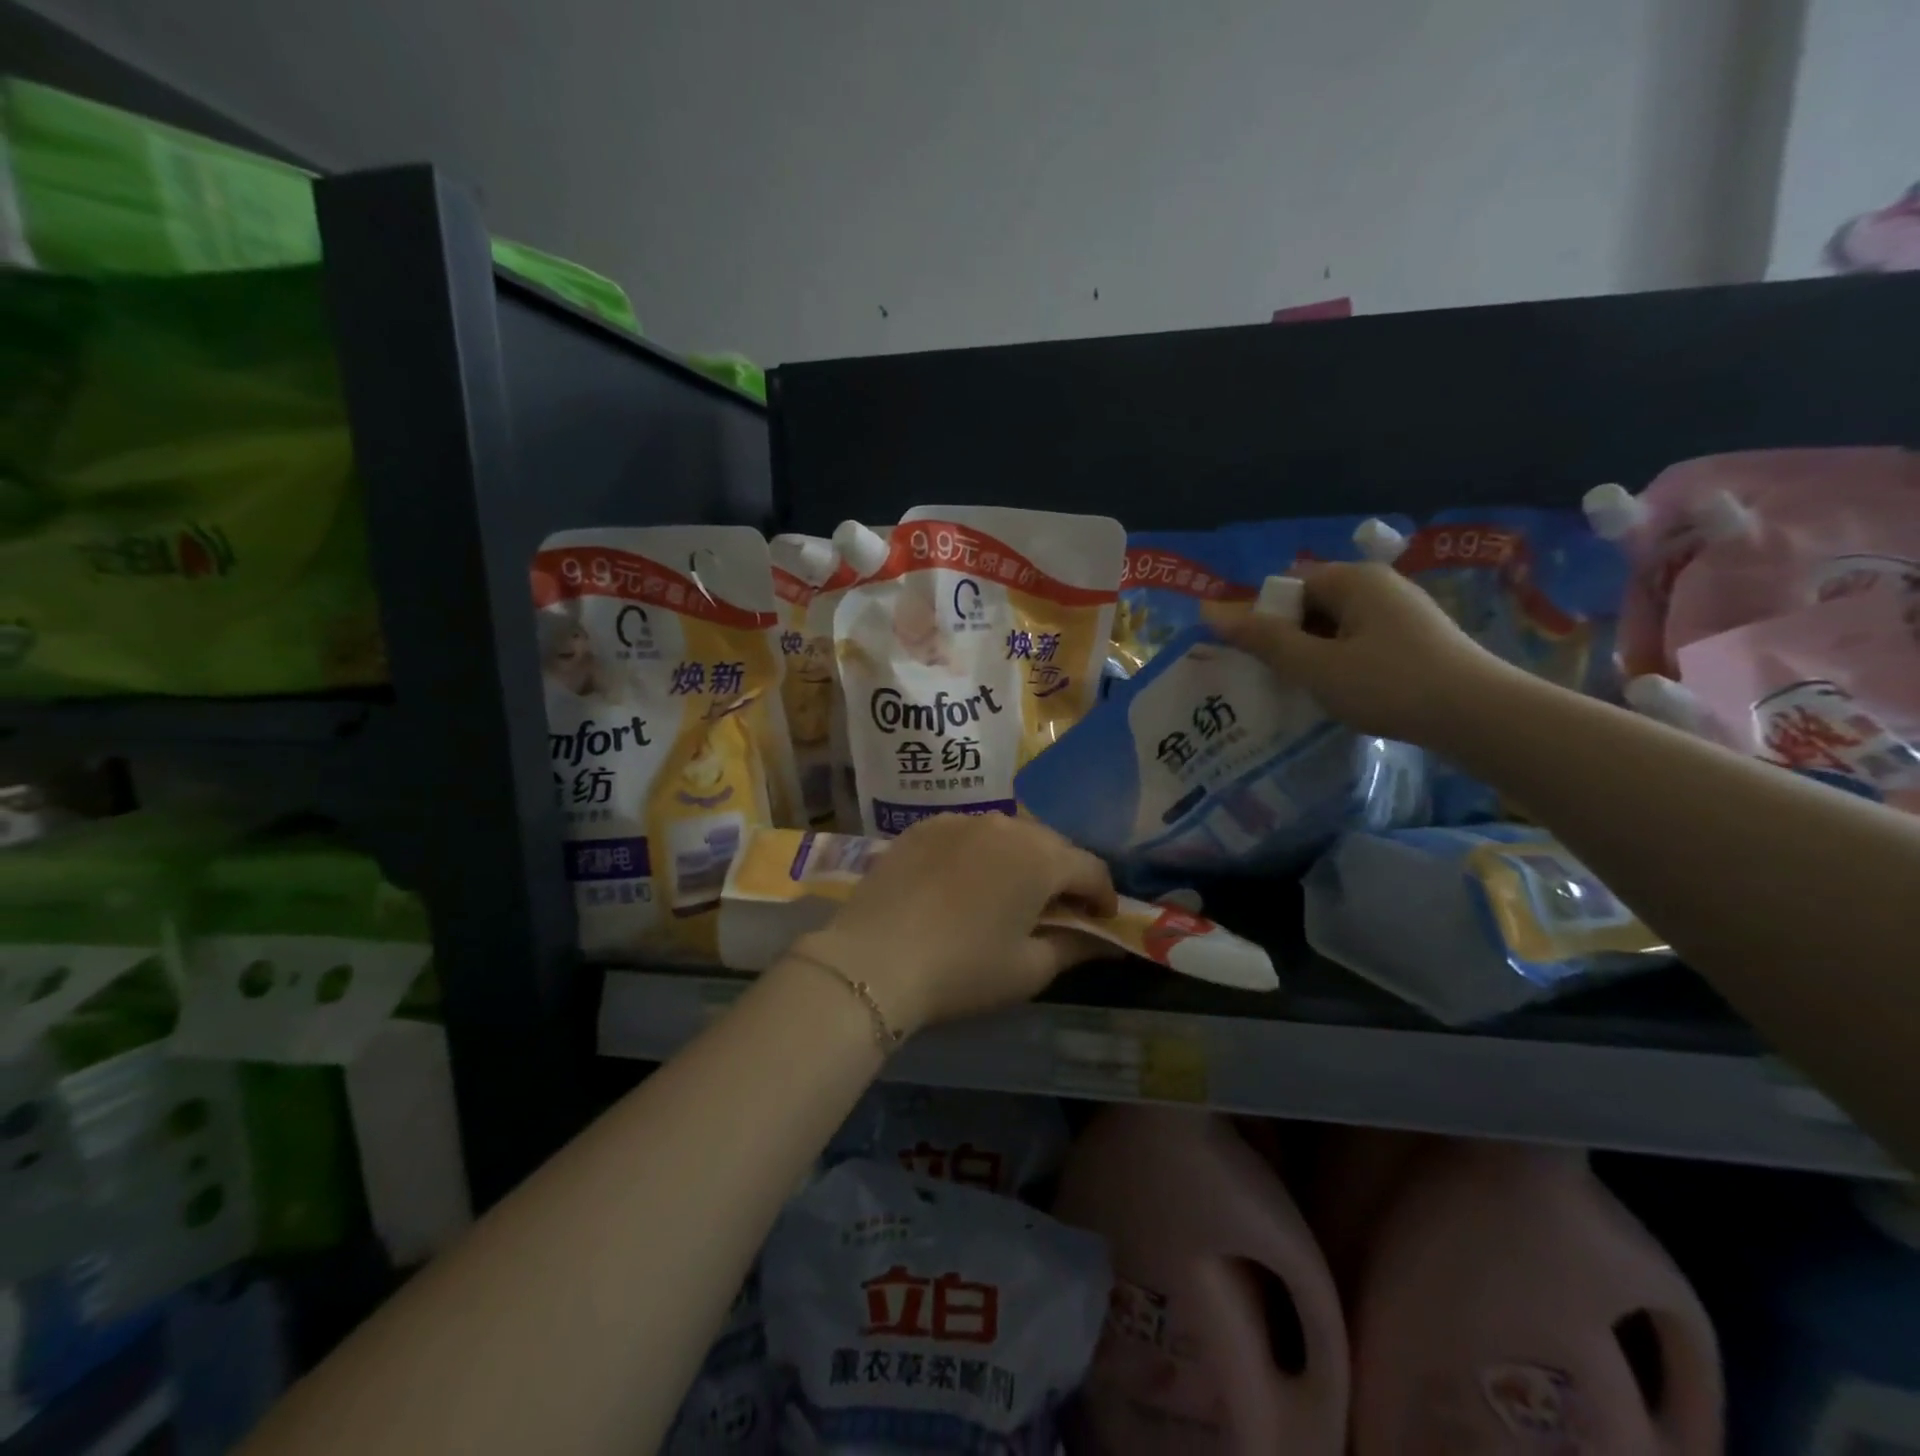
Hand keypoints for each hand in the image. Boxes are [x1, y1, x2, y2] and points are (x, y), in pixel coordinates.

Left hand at [794, 814, 1116, 1036]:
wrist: (874, 960)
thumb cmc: (963, 969)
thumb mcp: (1028, 969)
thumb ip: (1074, 947)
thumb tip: (1105, 942)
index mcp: (1040, 858)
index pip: (1091, 868)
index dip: (1103, 896)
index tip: (1100, 922)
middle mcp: (1005, 825)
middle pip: (1050, 844)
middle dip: (1063, 874)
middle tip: (1057, 909)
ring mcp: (959, 821)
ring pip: (1007, 833)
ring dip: (1020, 859)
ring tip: (1009, 892)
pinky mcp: (922, 827)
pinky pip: (966, 833)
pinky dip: (978, 853)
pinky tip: (964, 882)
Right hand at [1203, 561, 1513, 744]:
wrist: (1481, 716)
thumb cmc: (1389, 685)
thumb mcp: (1316, 665)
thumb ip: (1263, 639)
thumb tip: (1210, 611)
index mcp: (1354, 580)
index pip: (1290, 585)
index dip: (1266, 617)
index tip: (1260, 657)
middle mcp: (1379, 585)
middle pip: (1313, 603)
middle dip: (1289, 637)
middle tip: (1279, 677)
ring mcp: (1402, 612)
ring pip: (1336, 626)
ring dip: (1315, 654)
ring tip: (1308, 690)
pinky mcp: (1416, 639)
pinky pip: (1360, 641)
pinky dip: (1343, 662)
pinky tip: (1344, 693)